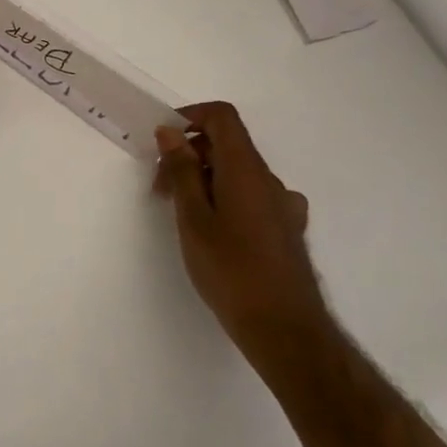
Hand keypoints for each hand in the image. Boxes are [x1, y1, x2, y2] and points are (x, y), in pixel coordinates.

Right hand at [154, 102, 331, 378]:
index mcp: (246, 170)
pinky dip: (226, 198)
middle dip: (189, 155)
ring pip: (238, 173)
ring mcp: (283, 206)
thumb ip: (182, 171)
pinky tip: (214, 232)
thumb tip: (171, 132)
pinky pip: (252, 196)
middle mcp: (270, 181)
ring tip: (181, 214)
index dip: (191, 116)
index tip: (163, 141)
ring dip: (205, 179)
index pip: (223, 117)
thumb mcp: (193, 218)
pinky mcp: (286, 230)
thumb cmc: (231, 270)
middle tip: (160, 188)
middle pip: (228, 145)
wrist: (285, 330)